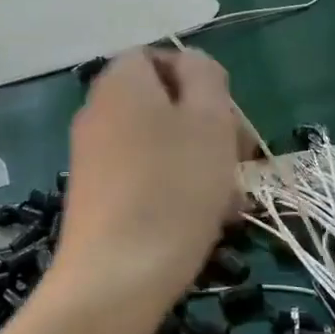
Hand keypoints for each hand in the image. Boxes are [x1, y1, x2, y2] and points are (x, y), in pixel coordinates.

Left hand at [55, 50, 244, 310]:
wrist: (115, 277)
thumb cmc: (173, 188)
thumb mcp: (208, 119)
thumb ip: (205, 76)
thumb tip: (192, 65)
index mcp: (121, 82)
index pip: (160, 56)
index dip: (201, 80)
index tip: (229, 117)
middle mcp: (99, 111)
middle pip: (164, 103)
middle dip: (209, 128)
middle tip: (241, 161)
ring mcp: (93, 156)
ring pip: (161, 144)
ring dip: (201, 164)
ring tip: (230, 203)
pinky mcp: (96, 195)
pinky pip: (145, 176)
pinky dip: (176, 189)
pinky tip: (204, 221)